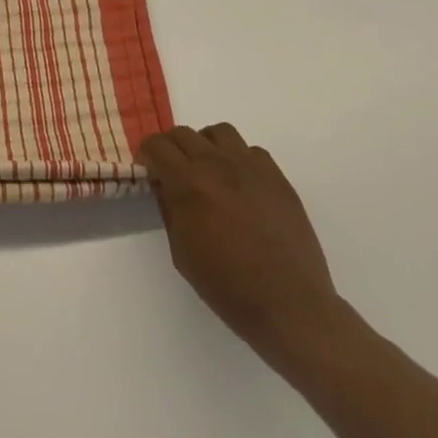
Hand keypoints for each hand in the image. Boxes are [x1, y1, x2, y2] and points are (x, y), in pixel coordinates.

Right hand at [139, 125, 344, 363]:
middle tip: (173, 172)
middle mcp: (218, 164)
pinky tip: (240, 185)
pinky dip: (238, 159)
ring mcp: (252, 167)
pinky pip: (251, 151)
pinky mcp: (278, 177)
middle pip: (184, 133)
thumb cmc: (227, 286)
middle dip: (172, 148)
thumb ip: (169, 208)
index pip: (157, 145)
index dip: (147, 155)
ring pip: (219, 132)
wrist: (289, 305)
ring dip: (206, 146)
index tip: (149, 170)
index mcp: (189, 183)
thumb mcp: (181, 251)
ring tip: (208, 171)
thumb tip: (164, 183)